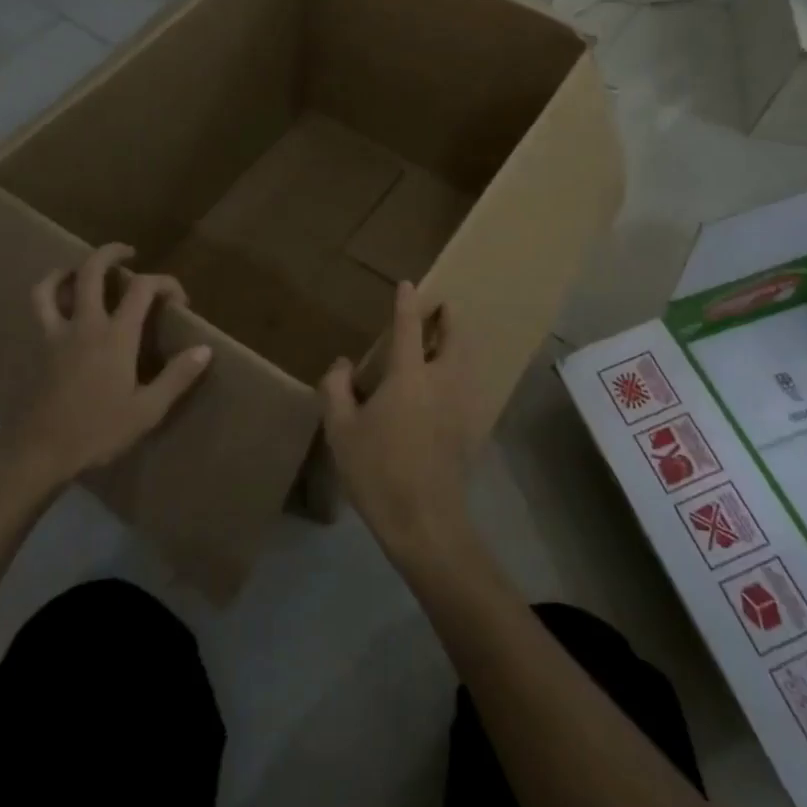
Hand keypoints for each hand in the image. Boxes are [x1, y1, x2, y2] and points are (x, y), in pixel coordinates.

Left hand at [0, 244, 210, 505]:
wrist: (38, 453)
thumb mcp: (147, 411)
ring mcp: (56, 334)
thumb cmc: (97, 431)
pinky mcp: (39, 348)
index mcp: (115, 336)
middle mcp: (85, 324)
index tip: (180, 299)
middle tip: (129, 254)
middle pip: (92, 271)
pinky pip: (39, 309)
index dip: (165, 283)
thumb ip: (177, 377)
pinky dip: (50, 295)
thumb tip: (205, 349)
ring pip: (53, 285)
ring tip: (83, 270)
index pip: (142, 288)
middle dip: (112, 253)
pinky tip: (60, 305)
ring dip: (69, 269)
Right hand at [321, 282, 476, 568]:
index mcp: (409, 375)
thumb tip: (342, 364)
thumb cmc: (378, 471)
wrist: (425, 521)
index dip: (407, 303)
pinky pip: (468, 386)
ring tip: (445, 342)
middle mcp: (441, 380)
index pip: (409, 327)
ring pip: (465, 361)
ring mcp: (461, 405)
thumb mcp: (341, 430)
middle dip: (449, 318)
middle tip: (442, 308)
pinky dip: (461, 373)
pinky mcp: (470, 428)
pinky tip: (449, 387)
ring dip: (457, 344)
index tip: (408, 285)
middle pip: (454, 338)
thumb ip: (336, 389)